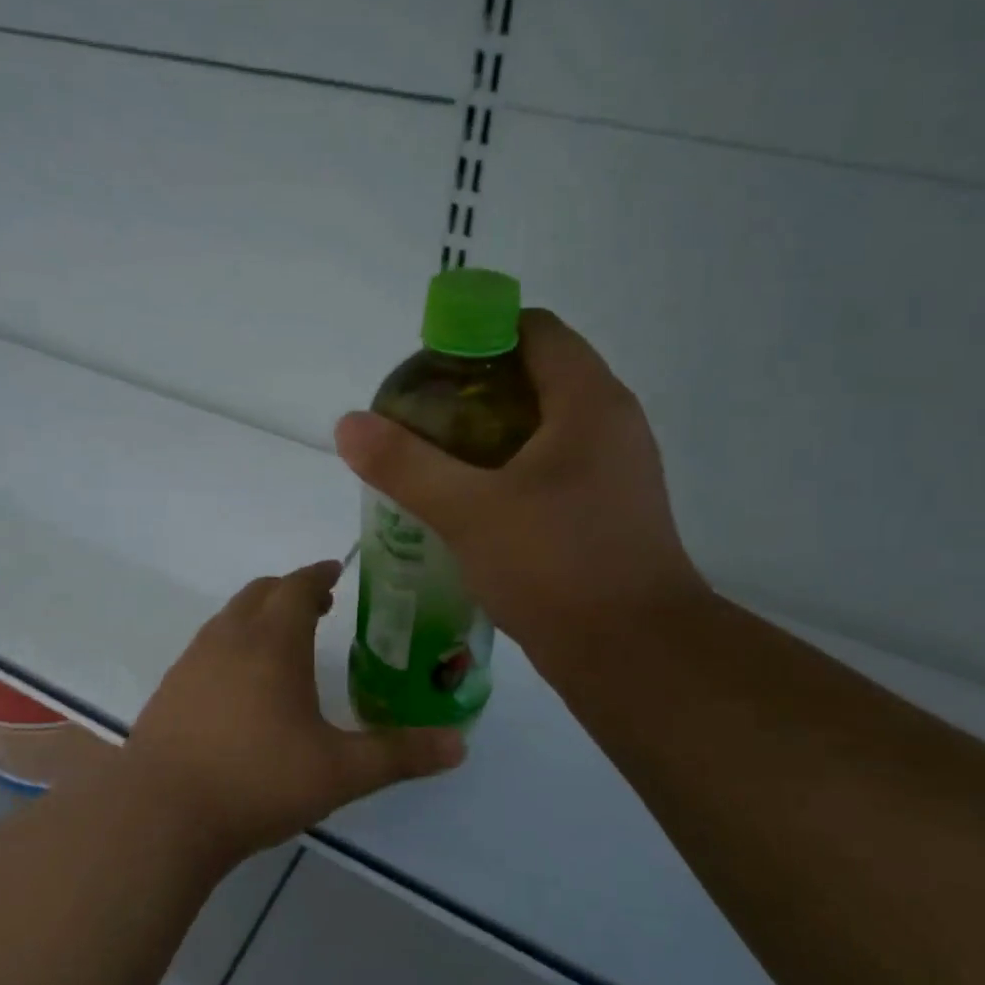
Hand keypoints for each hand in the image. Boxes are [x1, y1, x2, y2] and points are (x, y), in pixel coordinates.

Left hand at [121, 561, 464, 857]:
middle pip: (259, 593)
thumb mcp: (340, 772)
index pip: (296, 586)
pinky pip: (207, 648)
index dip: (319, 574)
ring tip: (283, 644)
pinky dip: (232, 645)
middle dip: (290, 591)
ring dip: (258, 617)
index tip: (336, 572)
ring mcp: (192, 662)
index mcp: (272, 642)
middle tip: (318, 606)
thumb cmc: (257, 780)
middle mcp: (228, 638)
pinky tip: (241, 687)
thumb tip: (460, 745)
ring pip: (229, 618)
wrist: (162, 814)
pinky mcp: (169, 689)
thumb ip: (400, 755)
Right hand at [334, 310, 707, 672]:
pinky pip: (551, 469)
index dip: (476, 335)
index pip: (533, 329)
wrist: (634, 655)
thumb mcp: (468, 511)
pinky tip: (469, 504)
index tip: (427, 371)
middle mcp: (610, 424)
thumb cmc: (555, 567)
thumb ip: (405, 464)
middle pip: (534, 376)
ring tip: (434, 462)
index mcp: (588, 402)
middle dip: (471, 391)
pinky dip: (508, 471)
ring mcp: (614, 471)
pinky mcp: (607, 511)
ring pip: (541, 428)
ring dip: (487, 435)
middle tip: (418, 421)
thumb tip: (349, 423)